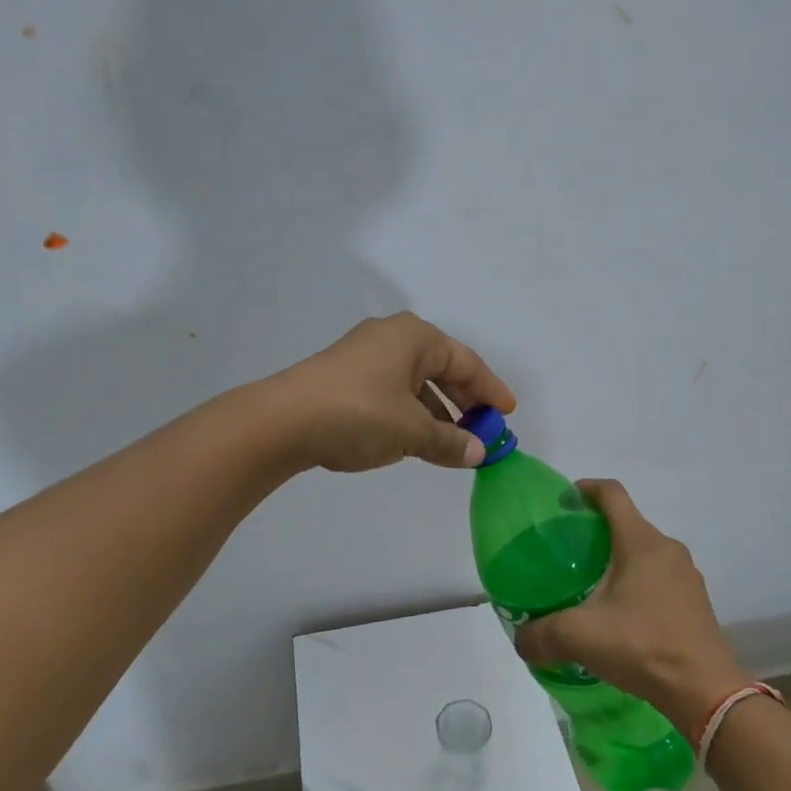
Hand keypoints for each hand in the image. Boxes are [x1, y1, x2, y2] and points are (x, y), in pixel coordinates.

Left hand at [267, 312, 515, 473]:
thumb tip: (478, 452)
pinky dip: (410, 413)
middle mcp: (392, 337)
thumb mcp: (411, 431)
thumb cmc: (359, 414)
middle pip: (441, 369)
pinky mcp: (344, 376)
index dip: (491, 390)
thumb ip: (450, 442)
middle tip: (483, 430)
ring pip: (415, 383)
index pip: (467, 362)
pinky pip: (392, 391)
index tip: (508, 413)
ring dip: (436, 412)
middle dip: (464, 401)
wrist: (282, 421)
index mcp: (415, 337)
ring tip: (450, 443)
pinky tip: (413, 439)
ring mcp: (364, 355)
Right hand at [513, 480, 747, 732]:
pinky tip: (620, 615)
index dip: (586, 488)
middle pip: (627, 523)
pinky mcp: (694, 601)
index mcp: (641, 542)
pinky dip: (636, 583)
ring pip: (644, 552)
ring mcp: (686, 575)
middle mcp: (667, 549)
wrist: (705, 691)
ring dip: (617, 559)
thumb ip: (541, 634)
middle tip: (567, 552)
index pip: (612, 494)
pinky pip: (659, 577)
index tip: (563, 500)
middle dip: (596, 530)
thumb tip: (520, 639)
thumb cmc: (642, 646)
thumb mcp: (580, 637)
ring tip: (590, 585)